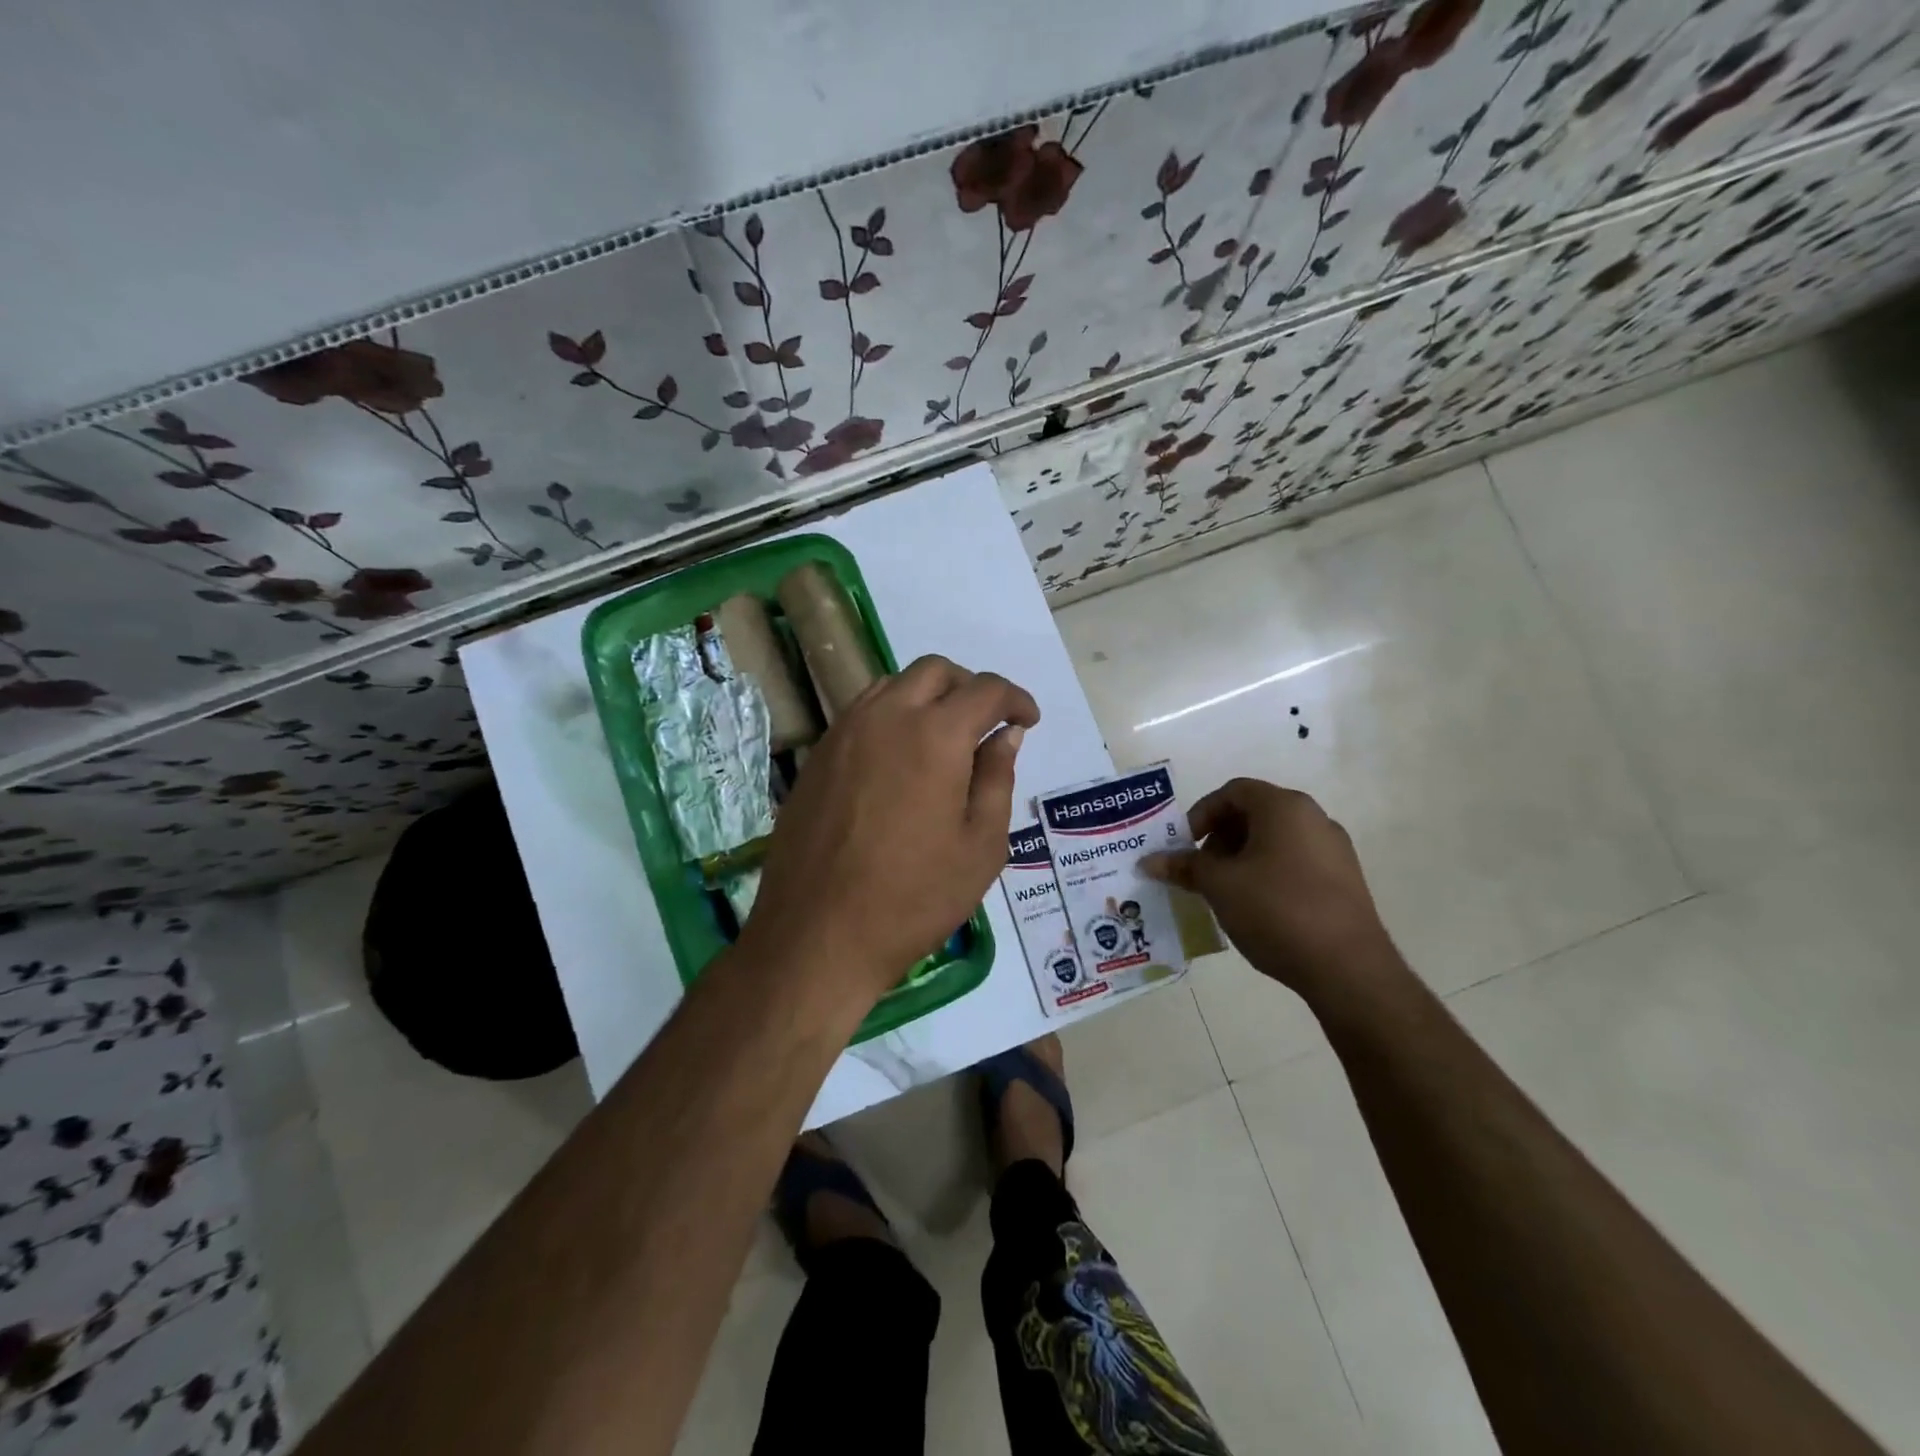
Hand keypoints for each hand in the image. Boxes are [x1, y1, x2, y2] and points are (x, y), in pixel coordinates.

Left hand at [739, 655, 1038, 1016]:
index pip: (986, 690)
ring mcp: (844, 733)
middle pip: (935, 671)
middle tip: (987, 724)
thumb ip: (997, 778)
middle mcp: (886, 717)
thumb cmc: (914, 898)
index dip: (1016, 700)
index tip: (1027, 721)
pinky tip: (900, 760)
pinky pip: (862, 714)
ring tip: (944, 738)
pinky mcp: (817, 756)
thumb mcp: (981, 846)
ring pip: (893, 685)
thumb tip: (1005, 735)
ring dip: (927, 697)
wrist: (819, 934)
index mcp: (935, 735)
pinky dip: (892, 717)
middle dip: (970, 687)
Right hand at [1142, 778, 1402, 1006]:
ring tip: (1225, 892)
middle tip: (1201, 870)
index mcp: (1284, 807)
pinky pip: (1295, 863)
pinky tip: (1256, 908)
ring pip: (1275, 840)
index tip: (1184, 844)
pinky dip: (1268, 874)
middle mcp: (1314, 818)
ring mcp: (1334, 850)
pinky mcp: (1344, 881)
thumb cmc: (1276, 910)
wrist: (1348, 968)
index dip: (1201, 814)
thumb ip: (1184, 867)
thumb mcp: (1219, 886)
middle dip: (1220, 838)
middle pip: (1255, 814)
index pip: (1233, 792)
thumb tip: (1149, 861)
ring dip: (1242, 858)